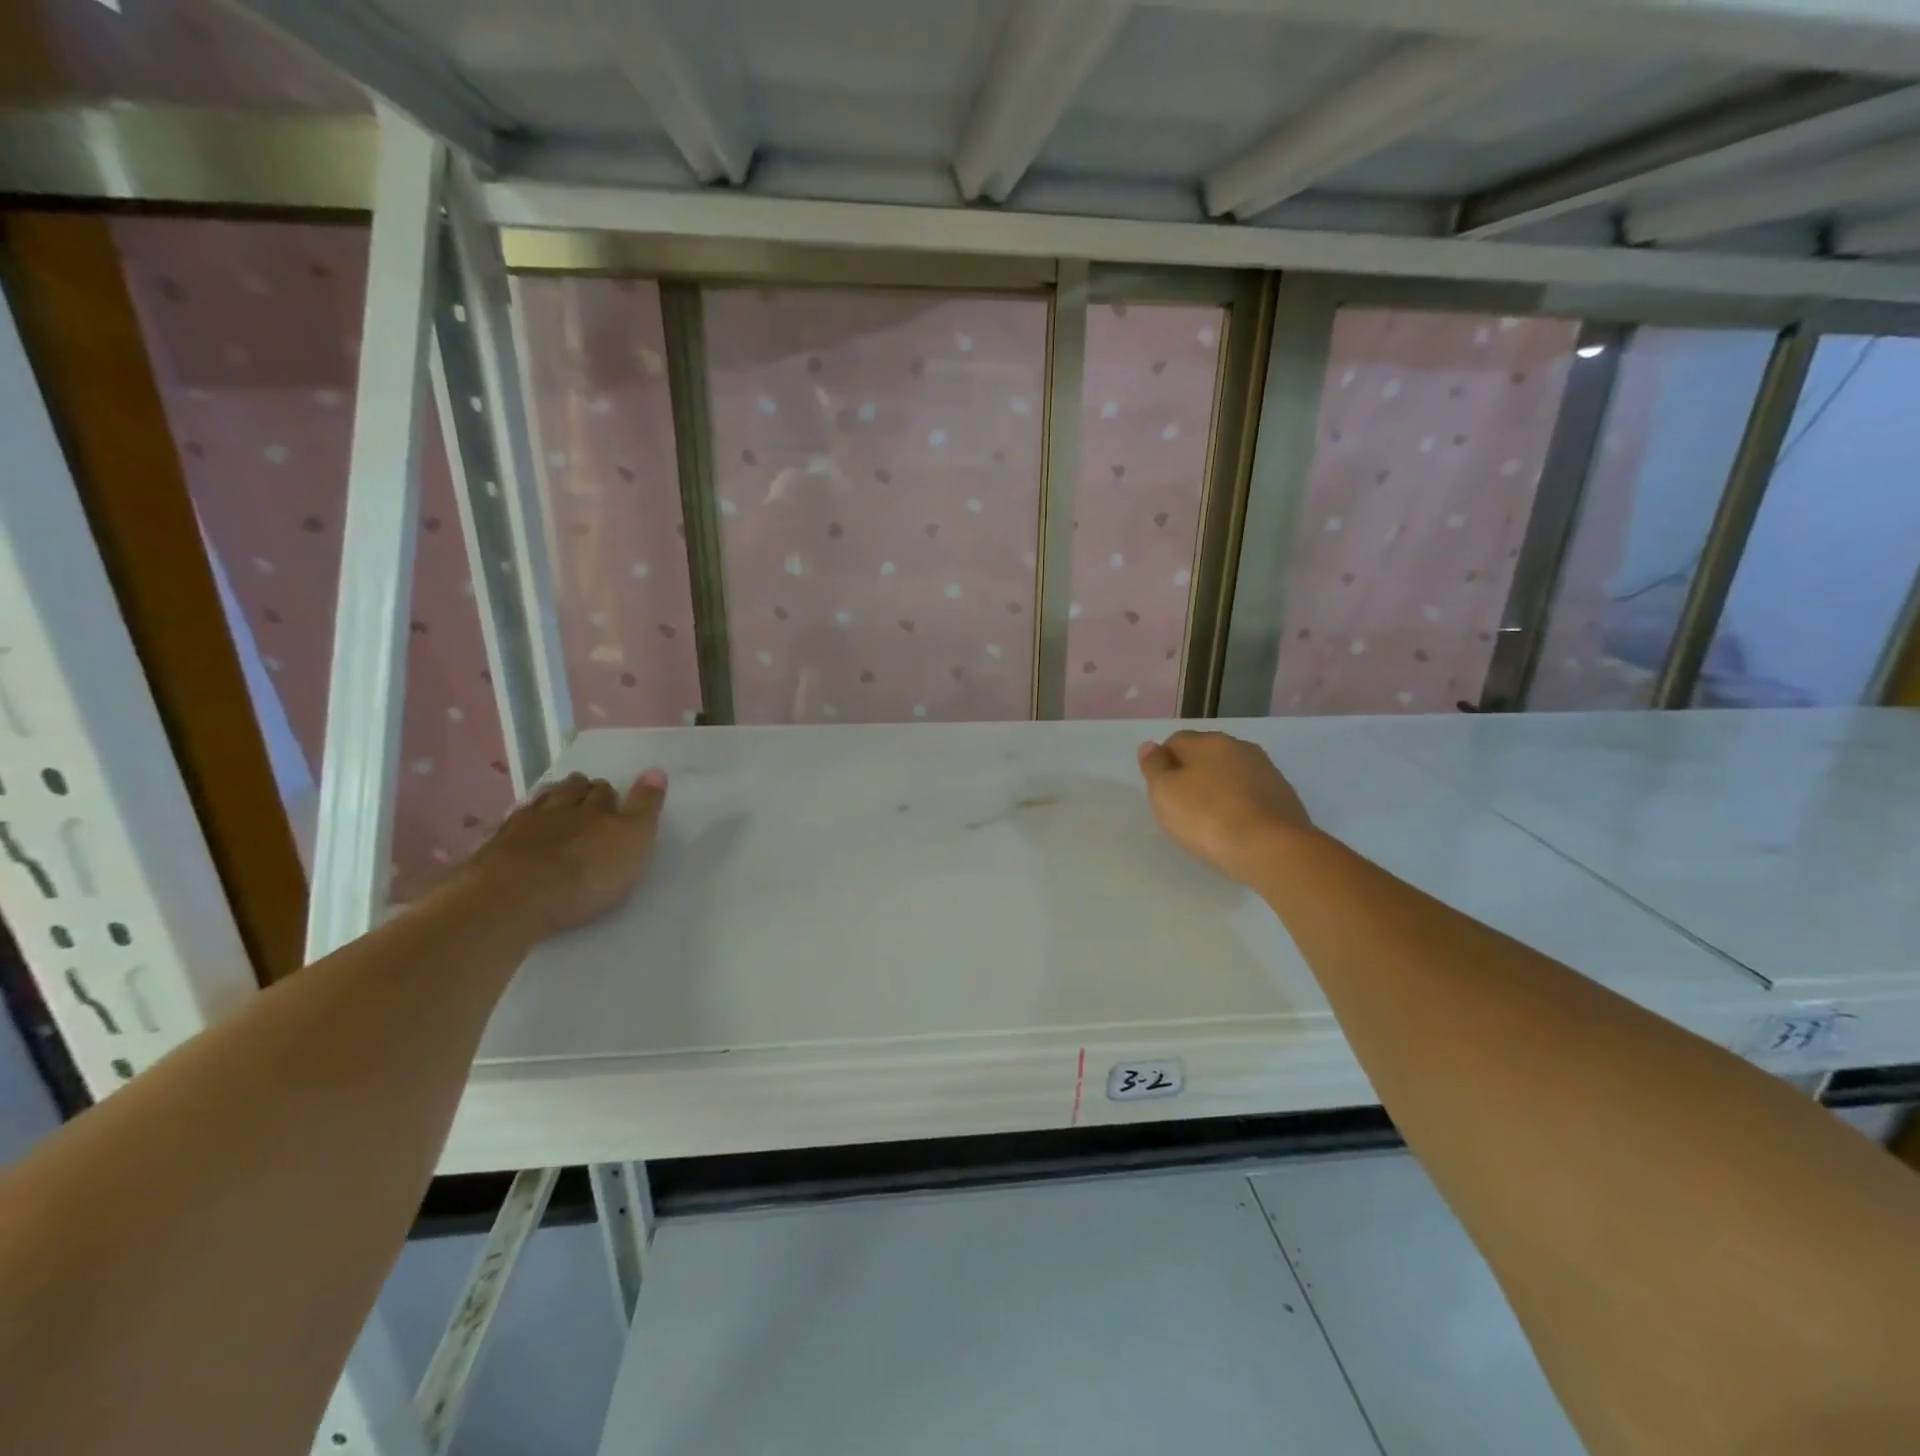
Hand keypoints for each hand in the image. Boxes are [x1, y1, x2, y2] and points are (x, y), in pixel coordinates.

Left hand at [455, 770, 668, 937]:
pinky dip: (524, 816)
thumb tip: (656, 770)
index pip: (606, 792)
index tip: (613, 794)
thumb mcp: (633, 840)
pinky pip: (515, 820)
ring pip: (543, 801)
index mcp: (598, 811)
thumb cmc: (588, 874)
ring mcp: (527, 825)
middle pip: (573, 791)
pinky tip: (523, 818)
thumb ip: (645, 807)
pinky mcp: (498, 845)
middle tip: (587, 791)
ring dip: (553, 796)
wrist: (517, 897)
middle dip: (582, 789)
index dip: (610, 793)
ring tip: (557, 795)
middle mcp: (563, 809)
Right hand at [1137, 731, 1313, 886]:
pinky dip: (1240, 806)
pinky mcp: (1284, 796)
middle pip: (1205, 755)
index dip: (1164, 765)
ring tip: (1210, 822)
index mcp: (1207, 741)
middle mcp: (1238, 747)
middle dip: (1193, 775)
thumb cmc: (1207, 817)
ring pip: (1231, 774)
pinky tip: (1235, 829)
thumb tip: (1150, 746)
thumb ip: (1154, 766)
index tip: (1162, 792)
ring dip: (1218, 790)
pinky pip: (1251, 795)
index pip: (1175, 741)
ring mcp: (1266, 770)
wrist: (1272, 849)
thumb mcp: (1165, 793)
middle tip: (1182, 808)